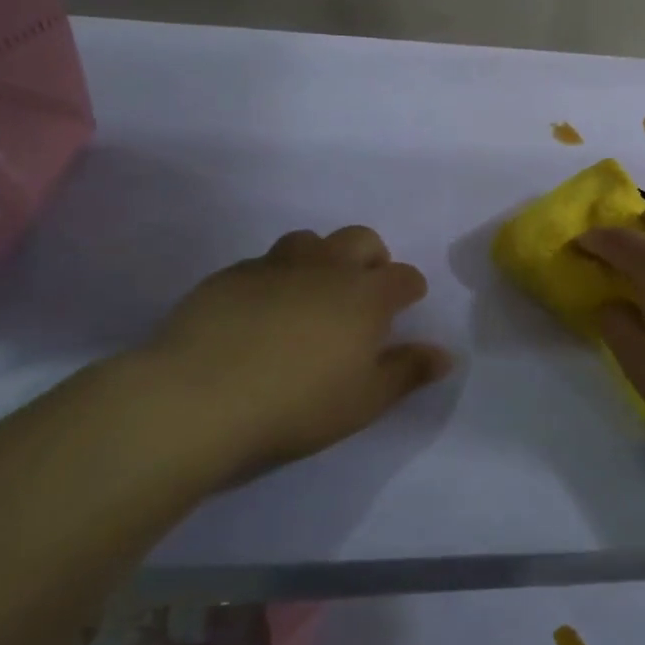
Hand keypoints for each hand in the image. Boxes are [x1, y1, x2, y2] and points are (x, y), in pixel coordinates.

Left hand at [115, 226, 452, 486]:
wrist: (198, 398)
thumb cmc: (297, 404)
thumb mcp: (364, 401)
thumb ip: (407, 372)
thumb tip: (445, 355)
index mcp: (365, 296)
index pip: (403, 276)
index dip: (410, 289)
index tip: (406, 304)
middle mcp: (326, 268)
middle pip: (361, 240)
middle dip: (371, 259)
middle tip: (362, 293)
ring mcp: (275, 266)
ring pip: (309, 242)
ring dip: (321, 259)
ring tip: (311, 295)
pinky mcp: (230, 276)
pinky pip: (264, 264)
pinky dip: (275, 278)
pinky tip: (260, 312)